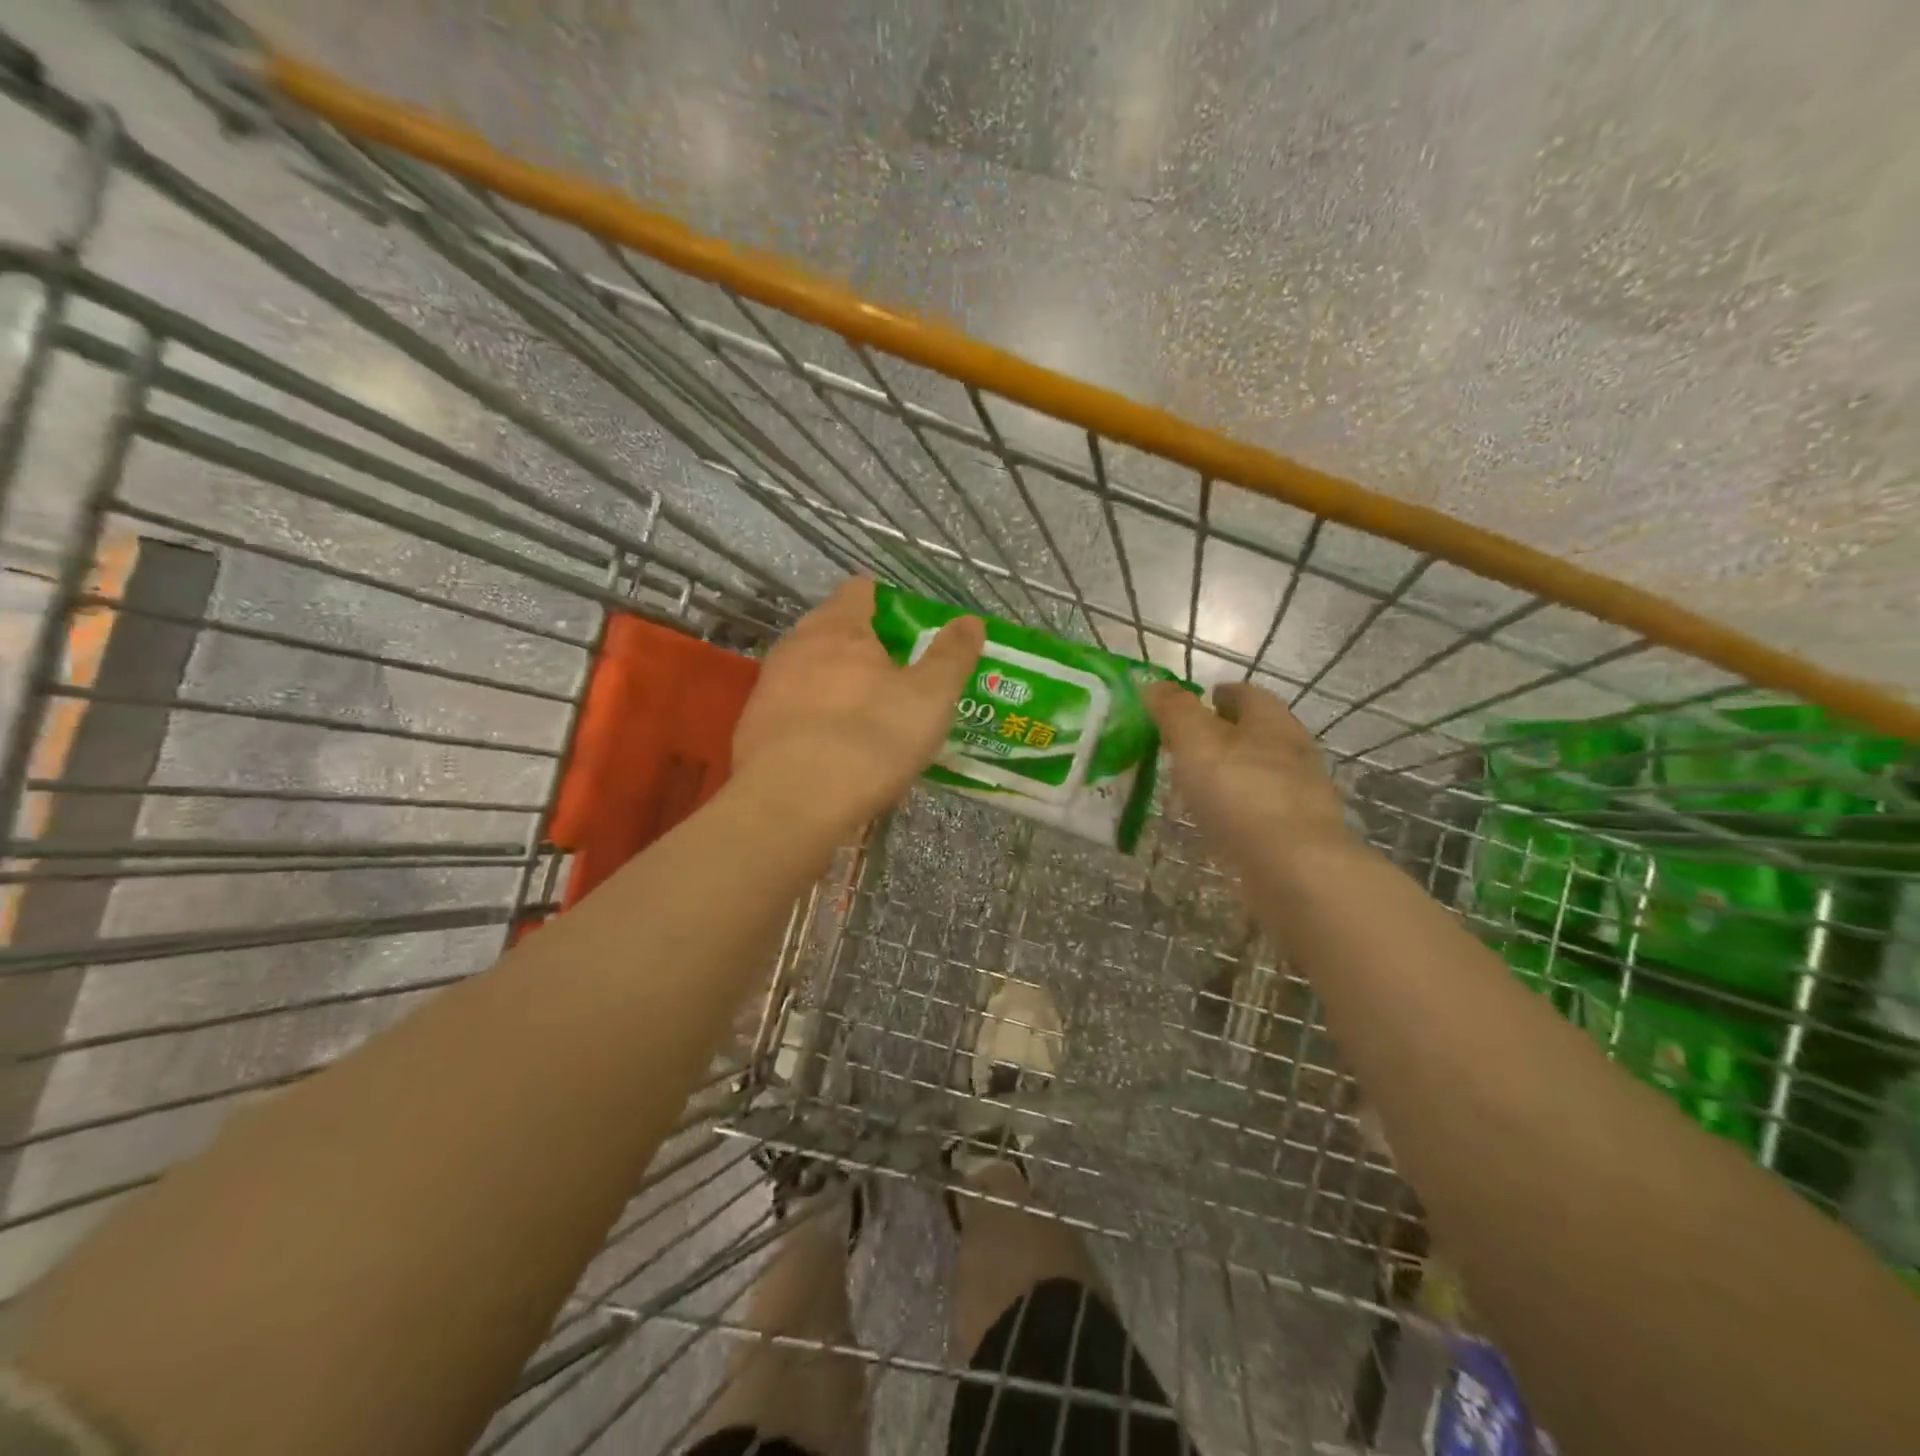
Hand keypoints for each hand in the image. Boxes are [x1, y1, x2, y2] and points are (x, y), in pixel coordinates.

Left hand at [733, 578, 984, 833]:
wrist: (790, 805)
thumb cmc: (869, 739)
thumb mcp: (930, 698)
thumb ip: (952, 655)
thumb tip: (970, 620)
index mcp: (839, 627)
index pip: (861, 591)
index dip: (889, 603)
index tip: (913, 631)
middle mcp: (796, 646)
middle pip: (833, 629)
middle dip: (864, 645)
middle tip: (899, 676)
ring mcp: (769, 686)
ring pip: (811, 670)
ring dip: (838, 682)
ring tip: (870, 714)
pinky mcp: (754, 726)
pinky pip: (795, 708)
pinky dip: (816, 717)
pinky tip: (835, 748)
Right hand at [1146, 681, 1352, 866]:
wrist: (1294, 868)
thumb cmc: (1241, 792)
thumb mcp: (1195, 741)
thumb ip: (1174, 711)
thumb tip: (1154, 684)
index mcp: (1271, 720)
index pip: (1246, 694)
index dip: (1218, 695)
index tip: (1194, 704)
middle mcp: (1293, 750)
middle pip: (1256, 732)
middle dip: (1225, 733)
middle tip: (1186, 745)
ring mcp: (1300, 794)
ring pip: (1260, 771)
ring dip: (1232, 772)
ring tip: (1196, 784)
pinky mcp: (1298, 833)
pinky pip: (1261, 809)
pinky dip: (1239, 808)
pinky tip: (1218, 821)